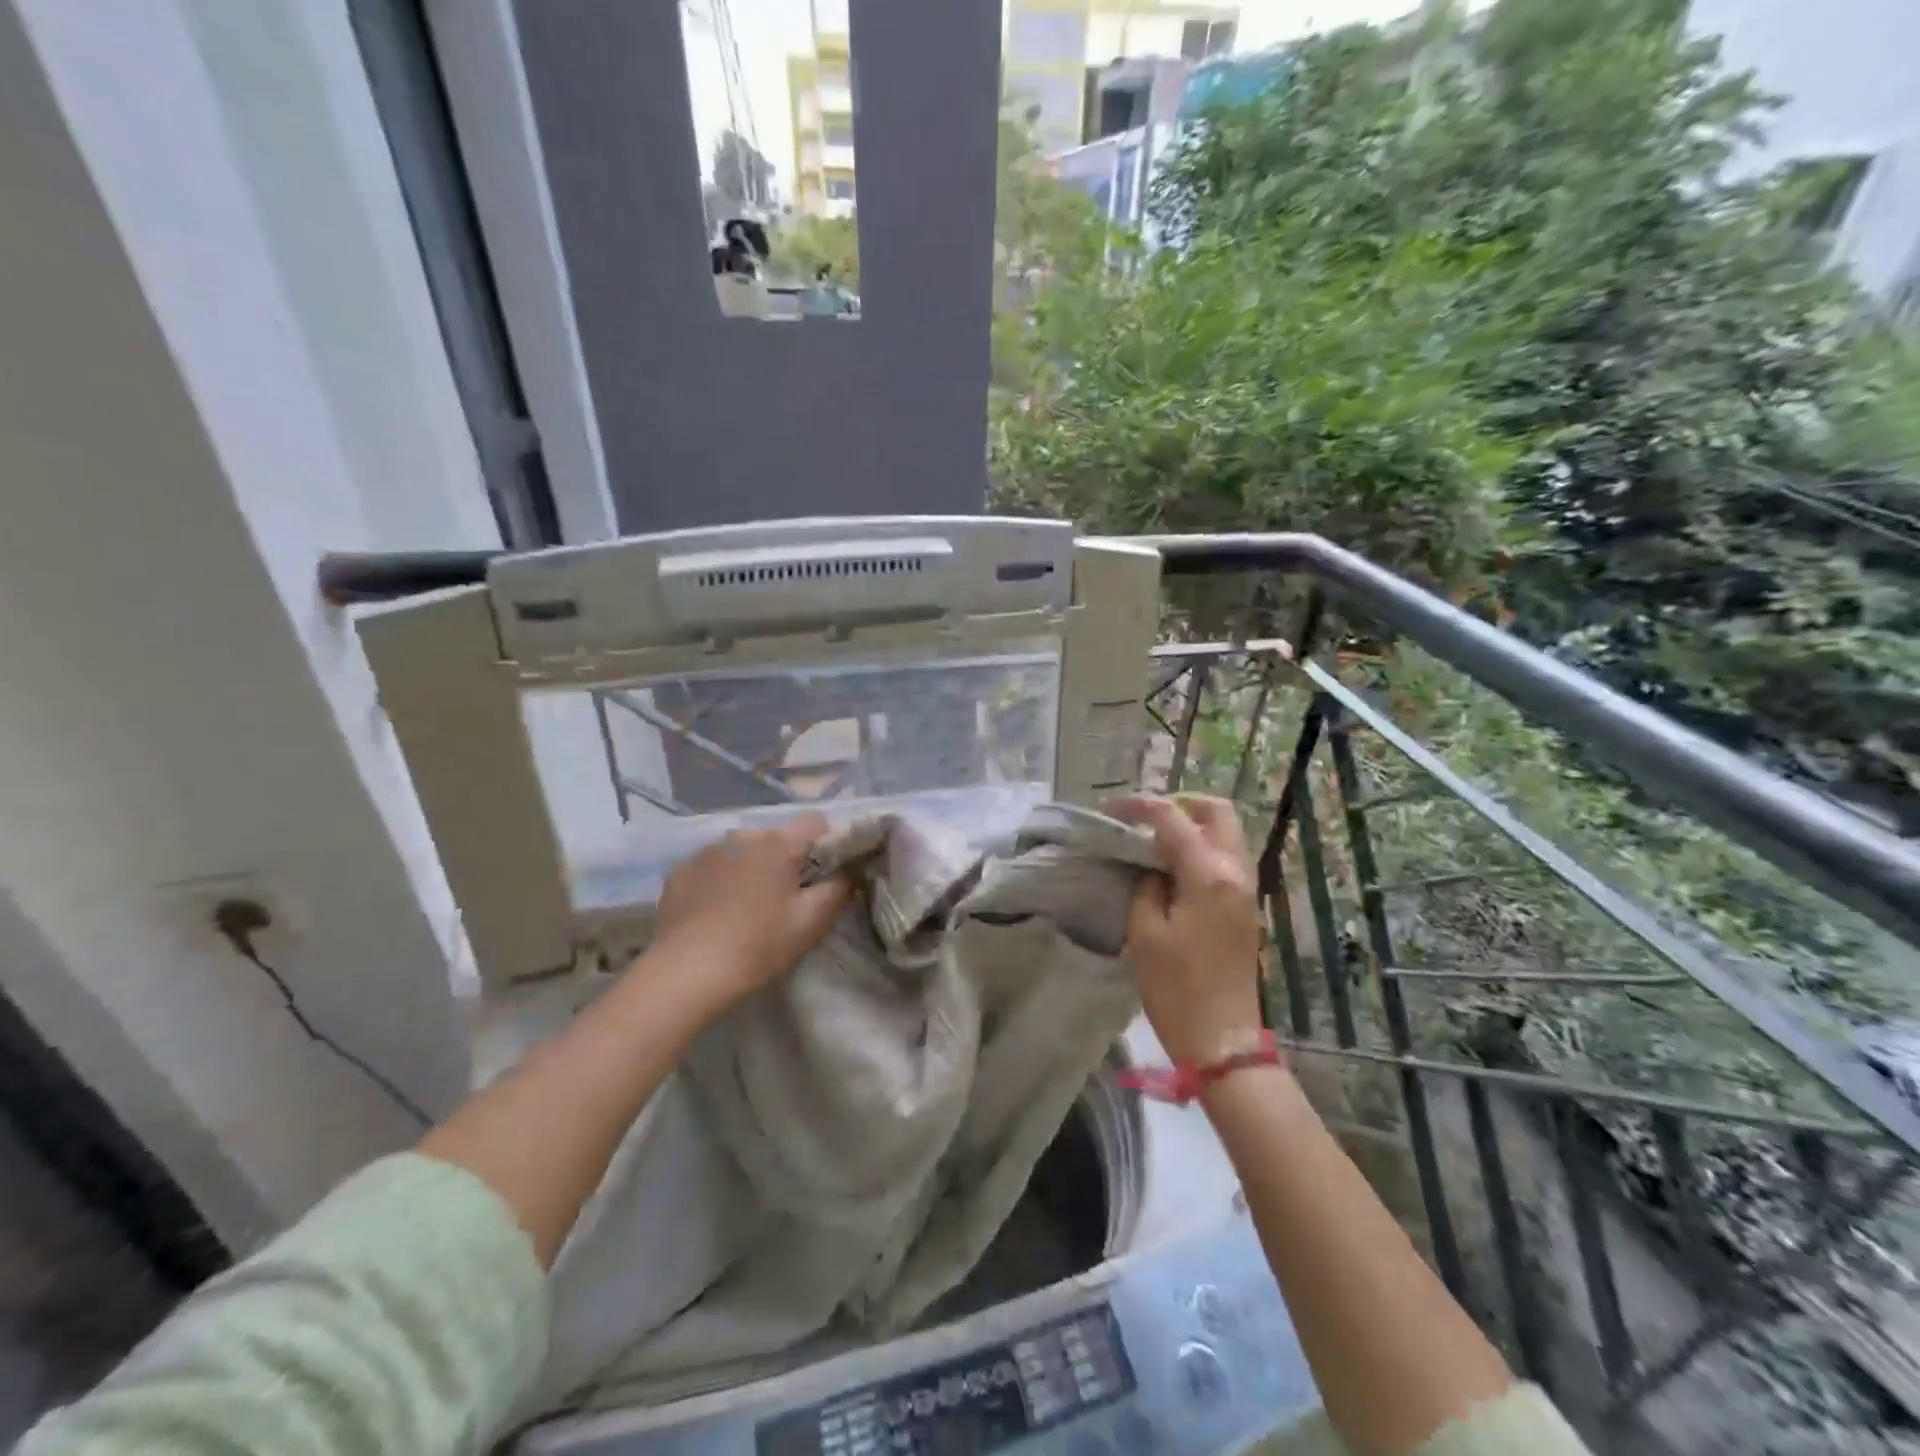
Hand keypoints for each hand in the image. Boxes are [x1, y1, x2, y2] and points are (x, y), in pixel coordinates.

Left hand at [649, 813, 852, 1011]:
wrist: (687, 973)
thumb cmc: (758, 945)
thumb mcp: (811, 922)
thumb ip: (839, 888)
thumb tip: (852, 868)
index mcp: (779, 843)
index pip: (815, 822)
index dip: (825, 844)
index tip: (823, 875)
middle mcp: (742, 836)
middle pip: (776, 838)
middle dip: (784, 860)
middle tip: (783, 900)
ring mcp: (706, 851)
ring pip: (741, 852)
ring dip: (749, 869)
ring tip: (744, 908)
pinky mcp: (679, 871)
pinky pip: (710, 867)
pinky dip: (718, 882)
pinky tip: (713, 913)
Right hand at [1111, 795, 1264, 1064]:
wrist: (1221, 1039)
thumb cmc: (1176, 987)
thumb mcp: (1144, 932)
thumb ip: (1147, 886)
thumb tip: (1153, 869)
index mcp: (1209, 874)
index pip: (1174, 818)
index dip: (1140, 806)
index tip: (1110, 808)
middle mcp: (1235, 872)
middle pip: (1218, 812)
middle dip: (1180, 804)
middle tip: (1145, 820)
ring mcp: (1246, 890)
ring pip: (1227, 833)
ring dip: (1193, 826)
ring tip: (1155, 842)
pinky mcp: (1245, 908)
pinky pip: (1227, 858)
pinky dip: (1202, 849)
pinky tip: (1174, 868)